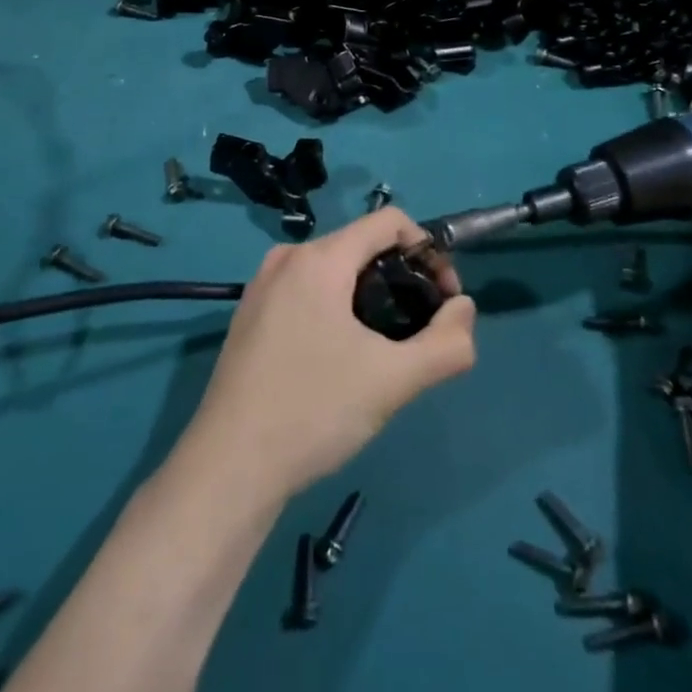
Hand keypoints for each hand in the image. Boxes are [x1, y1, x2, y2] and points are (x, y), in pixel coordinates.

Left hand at [185, 209, 477, 498]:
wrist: (227, 470)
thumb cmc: (313, 411)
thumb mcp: (393, 381)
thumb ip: (446, 343)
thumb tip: (464, 309)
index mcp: (319, 259)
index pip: (389, 221)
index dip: (428, 250)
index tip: (443, 296)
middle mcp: (287, 258)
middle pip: (362, 245)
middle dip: (401, 276)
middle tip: (419, 327)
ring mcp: (261, 286)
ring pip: (334, 270)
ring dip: (370, 294)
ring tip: (384, 346)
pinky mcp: (248, 315)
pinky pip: (307, 291)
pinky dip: (336, 307)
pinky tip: (340, 358)